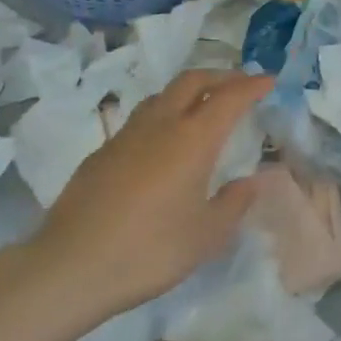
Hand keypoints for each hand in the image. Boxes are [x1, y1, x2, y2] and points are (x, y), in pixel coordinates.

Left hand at [32, 69, 274, 320]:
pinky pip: (141, 118)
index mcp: (192, 139)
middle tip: (239, 84)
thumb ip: (233, 204)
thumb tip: (250, 181)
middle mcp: (160, 124)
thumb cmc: (149, 250)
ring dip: (188, 90)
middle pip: (192, 80)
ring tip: (202, 106)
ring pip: (163, 94)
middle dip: (220, 76)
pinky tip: (163, 141)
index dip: (251, 85)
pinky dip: (163, 113)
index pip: (229, 98)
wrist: (72, 264)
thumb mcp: (205, 236)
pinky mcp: (102, 151)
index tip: (269, 80)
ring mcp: (126, 134)